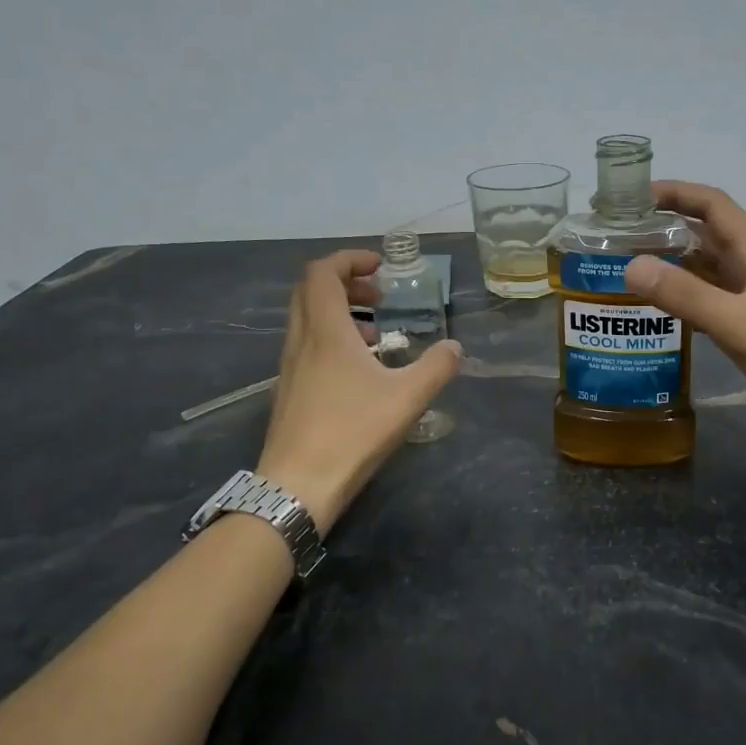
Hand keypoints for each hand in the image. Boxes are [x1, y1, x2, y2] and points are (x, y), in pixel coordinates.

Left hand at [256, 249, 461, 528]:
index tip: (380, 267)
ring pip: (307, 319)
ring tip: (375, 334)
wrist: (298, 485)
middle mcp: (301, 340)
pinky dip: (331, 338)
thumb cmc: (353, 432)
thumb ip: (437, 367)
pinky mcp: (289, 390)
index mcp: (325, 331)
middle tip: (379, 296)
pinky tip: (359, 370)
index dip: (350, 260)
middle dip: (346, 283)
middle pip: (310, 290)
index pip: (323, 272)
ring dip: (339, 312)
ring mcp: (290, 366)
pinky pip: (307, 344)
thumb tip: (455, 347)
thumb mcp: (408, 397)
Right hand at [623, 183, 745, 449]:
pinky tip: (658, 306)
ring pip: (707, 267)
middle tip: (620, 236)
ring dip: (673, 262)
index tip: (633, 198)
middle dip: (666, 228)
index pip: (712, 205)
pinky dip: (684, 295)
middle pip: (706, 233)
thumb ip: (683, 293)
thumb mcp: (733, 321)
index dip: (676, 193)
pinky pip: (710, 298)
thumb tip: (630, 266)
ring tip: (629, 267)